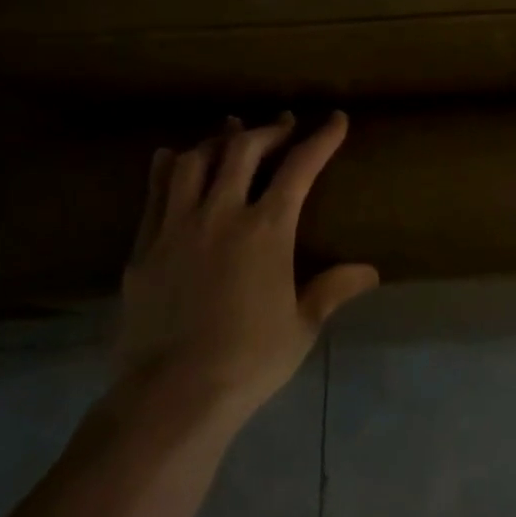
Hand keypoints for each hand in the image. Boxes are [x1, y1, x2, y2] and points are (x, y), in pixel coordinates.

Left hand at [116, 112, 377, 430]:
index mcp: (267, 229)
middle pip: (244, 150)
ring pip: (196, 162)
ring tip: (231, 134)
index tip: (336, 119)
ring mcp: (177, 227)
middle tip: (284, 124)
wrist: (170, 396)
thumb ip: (333, 289)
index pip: (300, 167)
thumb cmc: (249, 360)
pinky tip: (174, 157)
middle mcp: (221, 214)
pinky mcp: (145, 247)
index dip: (321, 138)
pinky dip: (169, 167)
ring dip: (219, 140)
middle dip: (269, 130)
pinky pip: (156, 192)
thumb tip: (370, 272)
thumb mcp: (302, 325)